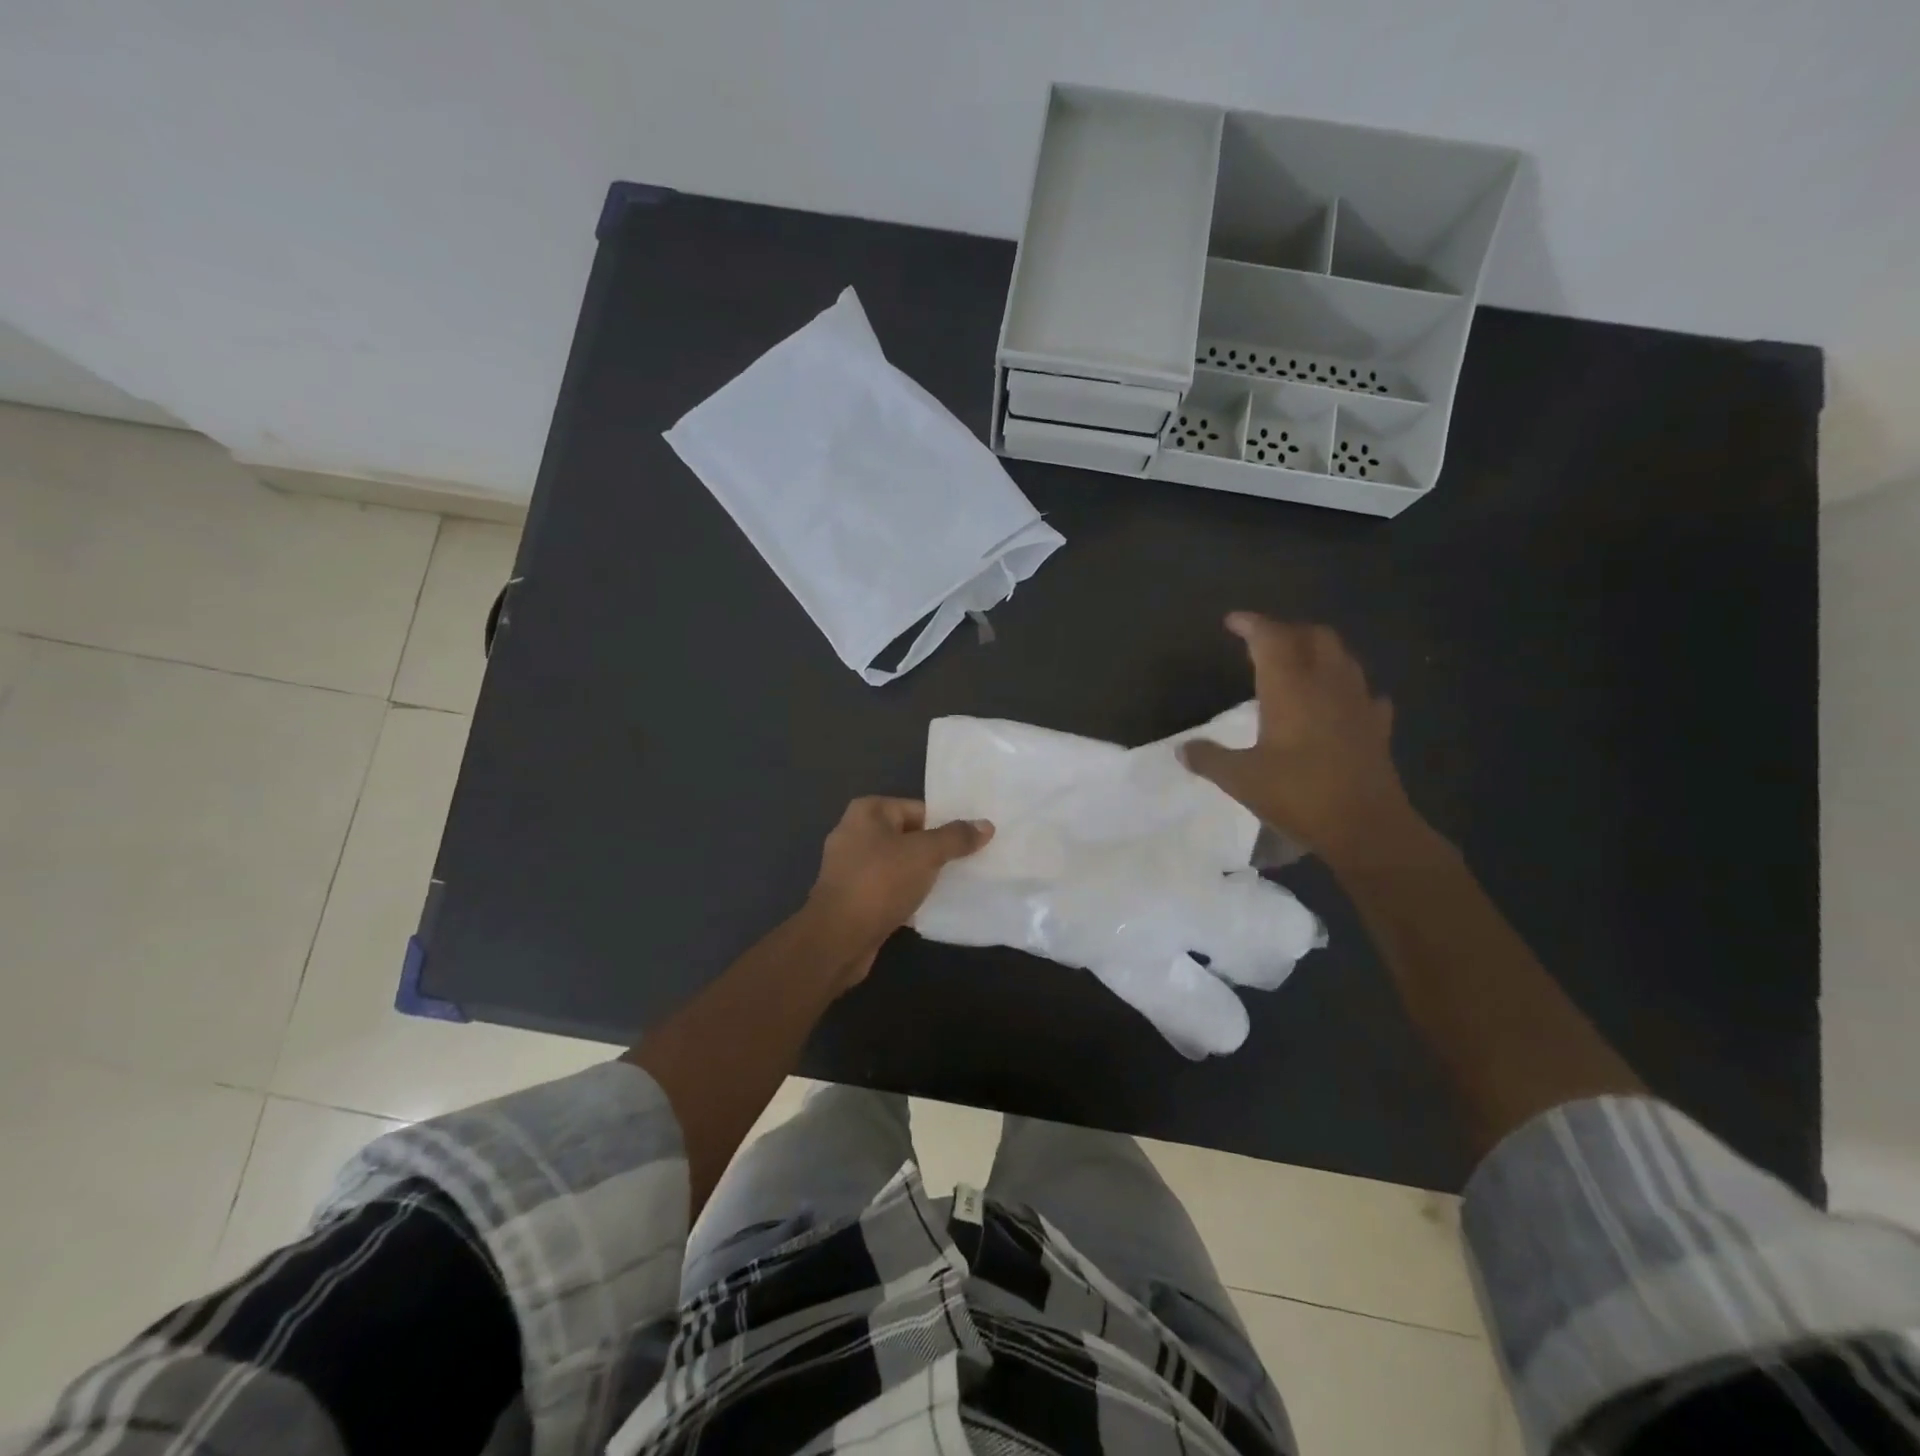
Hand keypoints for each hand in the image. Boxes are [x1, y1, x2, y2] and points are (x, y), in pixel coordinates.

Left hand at [807, 797, 993, 981]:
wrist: (838, 938)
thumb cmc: (880, 882)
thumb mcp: (925, 854)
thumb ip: (956, 837)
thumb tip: (985, 825)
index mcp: (868, 811)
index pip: (919, 809)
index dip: (946, 825)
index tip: (972, 842)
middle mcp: (855, 832)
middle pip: (909, 836)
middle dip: (937, 850)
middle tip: (969, 863)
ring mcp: (851, 867)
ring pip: (900, 864)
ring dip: (923, 875)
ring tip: (955, 885)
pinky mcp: (853, 896)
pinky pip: (889, 888)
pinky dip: (908, 894)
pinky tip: (930, 906)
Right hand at [1180, 613, 1413, 865]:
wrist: (1366, 828)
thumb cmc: (1299, 795)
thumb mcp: (1241, 779)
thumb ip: (1209, 759)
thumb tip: (1182, 749)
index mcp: (1291, 688)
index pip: (1271, 638)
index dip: (1251, 624)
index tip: (1232, 621)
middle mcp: (1327, 684)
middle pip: (1314, 636)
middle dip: (1288, 630)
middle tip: (1264, 640)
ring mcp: (1358, 702)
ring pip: (1342, 657)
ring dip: (1319, 650)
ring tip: (1298, 662)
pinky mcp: (1377, 726)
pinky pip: (1364, 693)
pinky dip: (1347, 687)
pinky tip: (1338, 701)